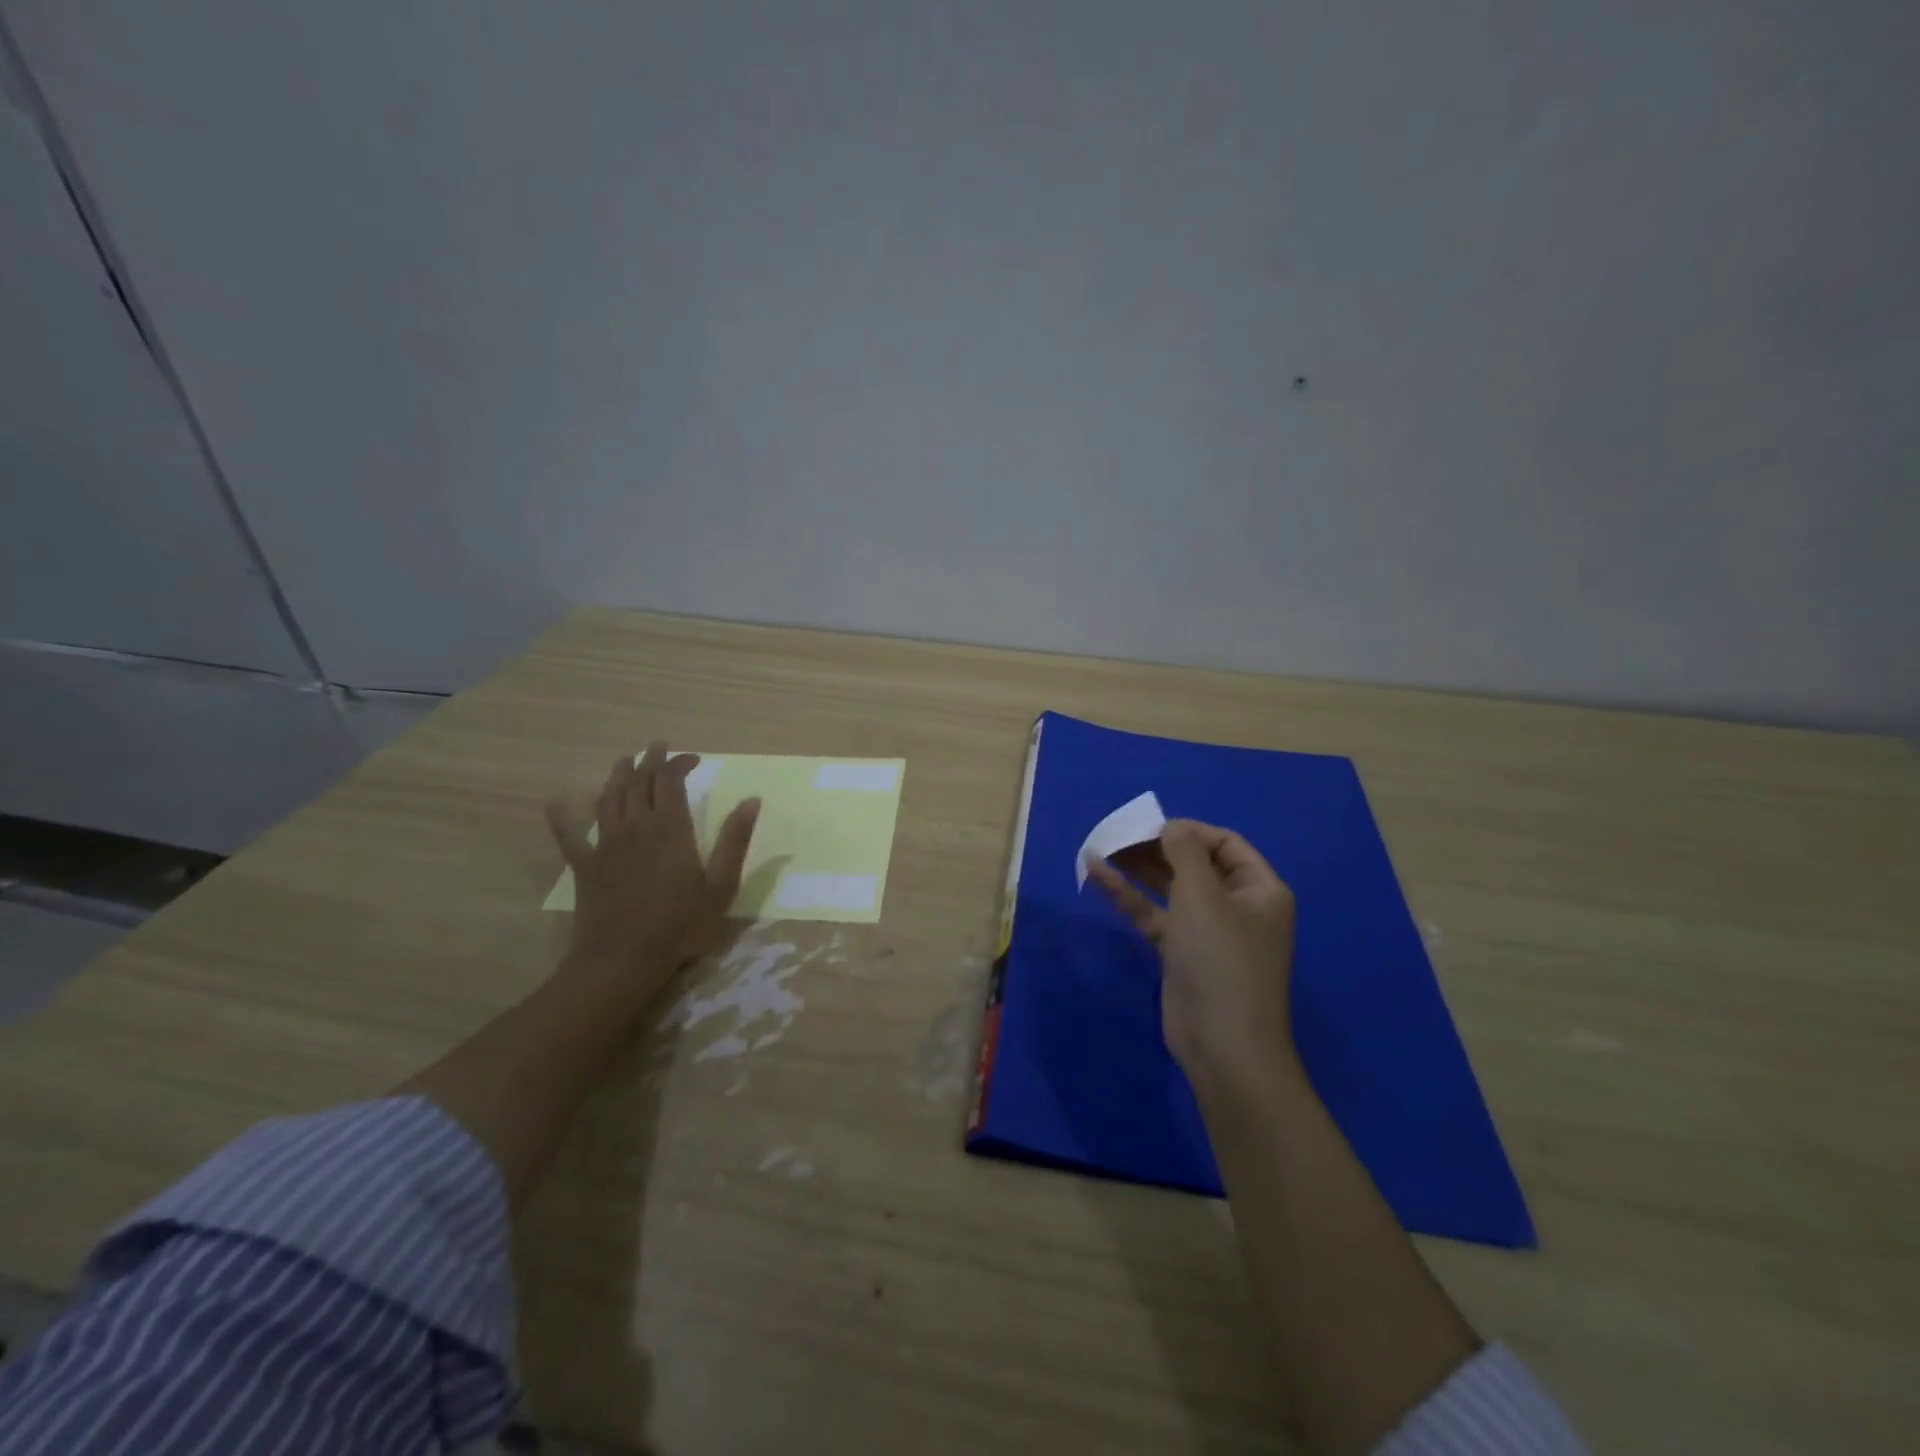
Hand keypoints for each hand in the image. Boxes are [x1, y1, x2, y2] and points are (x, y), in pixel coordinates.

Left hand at [546, 742, 759, 1003]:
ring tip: (626, 761)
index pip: (670, 782)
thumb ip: (735, 841)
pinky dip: (562, 816)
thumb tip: (751, 800)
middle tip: (659, 748)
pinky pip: (569, 835)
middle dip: (650, 761)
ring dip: (618, 775)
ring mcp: (605, 845)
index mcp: (670, 830)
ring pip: (609, 798)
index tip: (694, 759)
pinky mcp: (584, 866)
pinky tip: (555, 802)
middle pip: (639, 783)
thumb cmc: (680, 927)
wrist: (622, 961)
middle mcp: (635, 828)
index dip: (679, 763)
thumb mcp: (721, 887)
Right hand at [1090, 819, 1296, 1091]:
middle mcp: (1236, 905)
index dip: (1187, 830)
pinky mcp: (1180, 952)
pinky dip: (1128, 896)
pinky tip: (1096, 875)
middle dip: (1155, 848)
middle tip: (1117, 835)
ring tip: (1100, 847)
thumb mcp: (1203, 895)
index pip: (1224, 842)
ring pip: (1169, 888)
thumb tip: (1172, 827)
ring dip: (1136, 869)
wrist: (1222, 1044)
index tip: (1149, 826)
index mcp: (1259, 889)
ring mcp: (1207, 930)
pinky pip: (1154, 914)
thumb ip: (1184, 852)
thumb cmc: (1220, 958)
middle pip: (1193, 863)